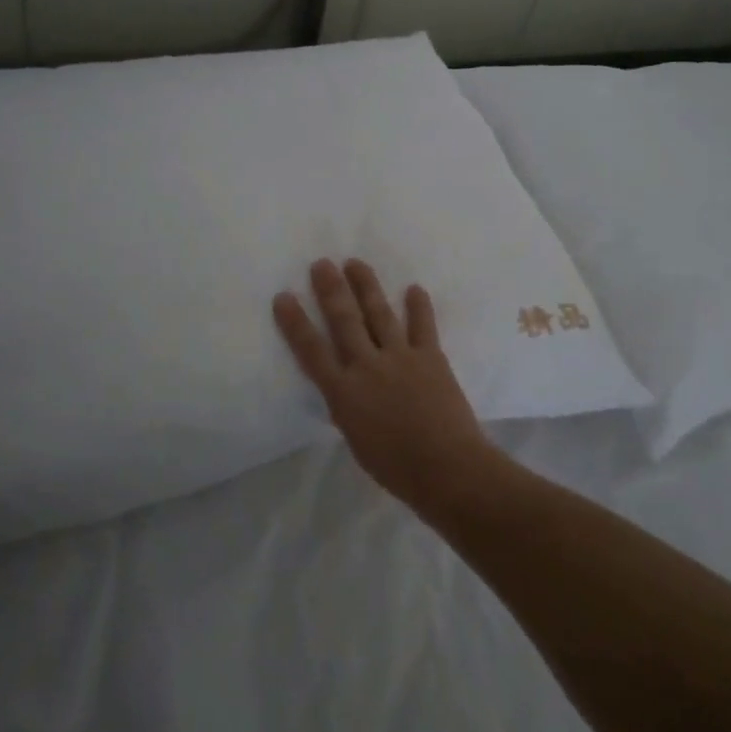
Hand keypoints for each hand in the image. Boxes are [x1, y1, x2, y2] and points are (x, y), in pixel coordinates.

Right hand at [274, 259, 505, 517]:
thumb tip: (347, 390)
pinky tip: (414, 288)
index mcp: (344, 393)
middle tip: (321, 264)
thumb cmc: (396, 468)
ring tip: (355, 263)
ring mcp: (400, 357)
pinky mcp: (430, 356)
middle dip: (331, 290)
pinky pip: (423, 325)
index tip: (284, 296)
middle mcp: (368, 366)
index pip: (312, 351)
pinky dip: (419, 306)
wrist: (446, 467)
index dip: (295, 323)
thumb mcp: (357, 441)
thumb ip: (349, 409)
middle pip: (344, 321)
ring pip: (380, 313)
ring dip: (366, 286)